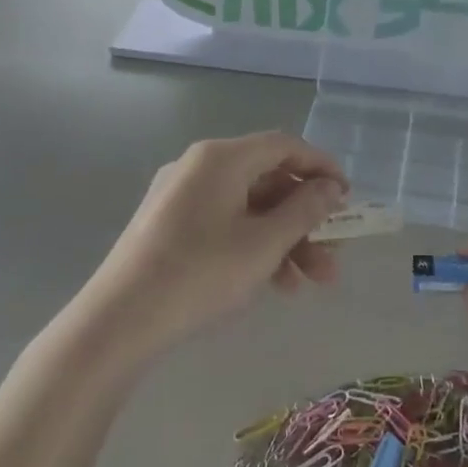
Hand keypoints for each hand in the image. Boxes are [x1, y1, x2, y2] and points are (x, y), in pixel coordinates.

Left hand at [82, 133, 346, 349]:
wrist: (120, 320)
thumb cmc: (201, 273)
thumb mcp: (264, 243)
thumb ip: (305, 210)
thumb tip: (330, 187)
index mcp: (221, 158)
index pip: (285, 146)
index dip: (322, 168)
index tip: (348, 198)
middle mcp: (200, 167)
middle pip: (268, 180)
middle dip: (306, 220)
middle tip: (333, 255)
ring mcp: (181, 196)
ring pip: (249, 208)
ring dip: (285, 240)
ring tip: (310, 283)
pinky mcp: (170, 225)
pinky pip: (226, 223)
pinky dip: (254, 246)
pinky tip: (274, 284)